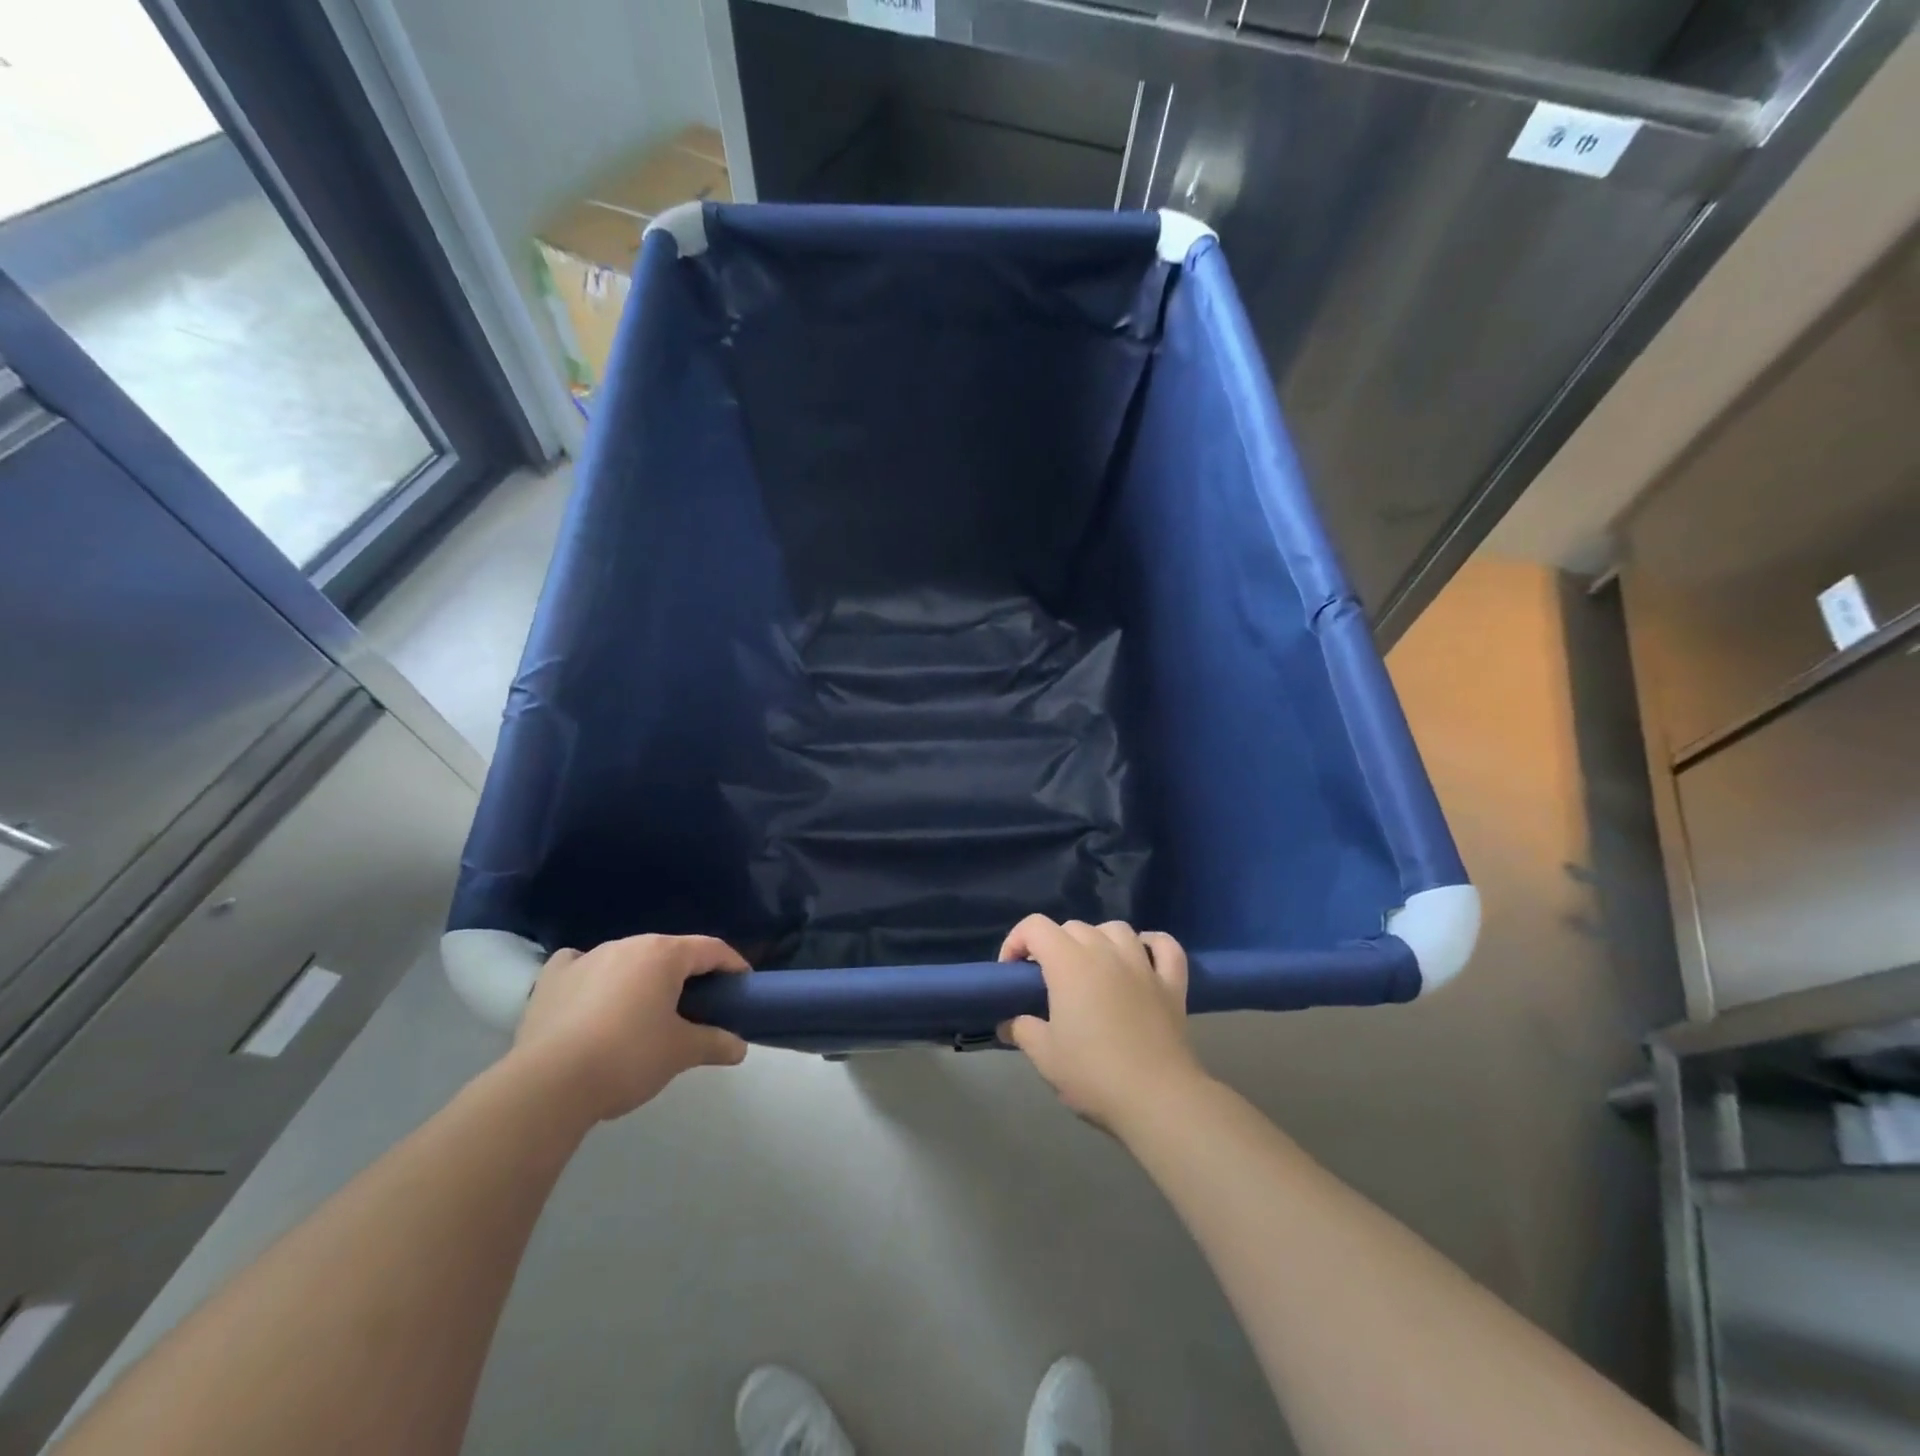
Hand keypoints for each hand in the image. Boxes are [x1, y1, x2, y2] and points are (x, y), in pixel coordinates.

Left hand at [509, 934, 749, 1121]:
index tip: (743, 986)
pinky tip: (592, 997)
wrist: (548, 1086)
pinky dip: (593, 976)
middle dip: (687, 974)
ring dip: (642, 978)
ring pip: (627, 959)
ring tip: (646, 1011)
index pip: (711, 949)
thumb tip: (739, 1047)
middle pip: (669, 952)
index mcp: (663, 954)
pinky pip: (581, 966)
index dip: (733, 965)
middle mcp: (626, 945)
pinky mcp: (551, 979)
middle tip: (699, 1006)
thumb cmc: (627, 1057)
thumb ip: (714, 1043)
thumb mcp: (681, 1053)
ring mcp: (585, 958)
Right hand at [997, 916, 1207, 1135]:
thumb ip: (1022, 1030)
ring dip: (1098, 940)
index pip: (1035, 926)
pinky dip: (1151, 945)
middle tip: (1048, 980)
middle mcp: (1106, 952)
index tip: (1012, 973)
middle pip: (1074, 927)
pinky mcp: (1171, 984)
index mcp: (1069, 963)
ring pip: (1116, 930)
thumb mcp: (1045, 1056)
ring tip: (1092, 967)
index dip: (1017, 941)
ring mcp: (1142, 965)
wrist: (1157, 1100)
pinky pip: (1165, 947)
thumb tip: (1009, 1023)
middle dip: (1053, 945)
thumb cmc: (1093, 1074)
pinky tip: (1143, 958)